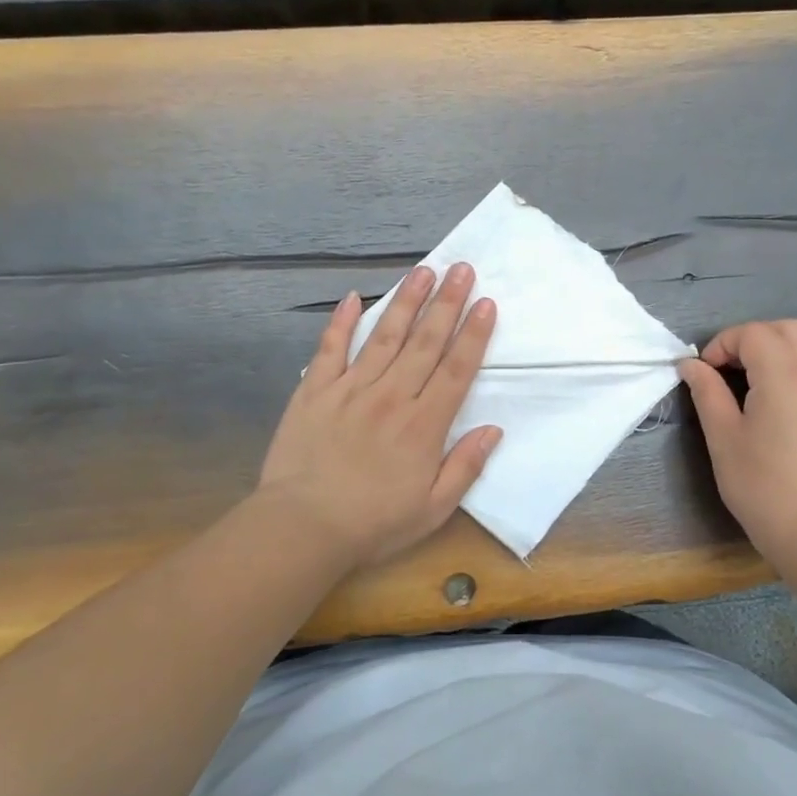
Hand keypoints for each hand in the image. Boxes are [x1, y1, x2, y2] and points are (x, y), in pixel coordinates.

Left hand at [259, 262, 501, 570]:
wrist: (303, 527)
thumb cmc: (374, 523)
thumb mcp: (433, 509)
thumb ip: (465, 467)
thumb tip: (493, 431)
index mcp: (424, 425)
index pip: (456, 370)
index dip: (474, 335)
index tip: (486, 303)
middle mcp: (392, 397)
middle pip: (425, 342)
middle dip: (447, 303)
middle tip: (461, 268)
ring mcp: (351, 389)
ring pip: (384, 336)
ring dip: (406, 301)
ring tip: (423, 271)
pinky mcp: (315, 392)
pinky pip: (331, 349)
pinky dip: (341, 322)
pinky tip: (353, 297)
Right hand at [679, 320, 796, 572]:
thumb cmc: (761, 485)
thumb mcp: (723, 437)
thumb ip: (707, 392)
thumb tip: (691, 365)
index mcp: (784, 375)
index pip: (752, 334)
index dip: (723, 344)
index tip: (706, 373)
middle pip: (789, 329)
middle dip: (756, 337)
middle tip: (732, 369)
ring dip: (786, 349)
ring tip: (764, 379)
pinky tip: (792, 403)